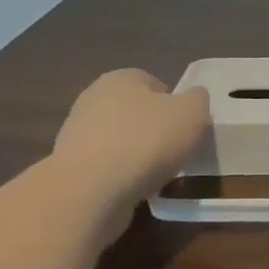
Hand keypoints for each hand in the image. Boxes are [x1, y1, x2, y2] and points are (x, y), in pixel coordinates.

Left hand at [54, 70, 210, 208]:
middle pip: (136, 112)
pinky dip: (121, 177)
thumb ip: (198, 100)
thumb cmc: (146, 142)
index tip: (187, 130)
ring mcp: (77, 133)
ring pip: (120, 141)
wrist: (90, 191)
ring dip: (137, 156)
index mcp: (122, 78)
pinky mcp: (70, 167)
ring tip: (156, 177)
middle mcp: (93, 98)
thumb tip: (193, 99)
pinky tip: (132, 191)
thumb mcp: (192, 113)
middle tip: (175, 153)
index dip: (175, 106)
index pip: (155, 84)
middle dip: (155, 131)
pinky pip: (106, 168)